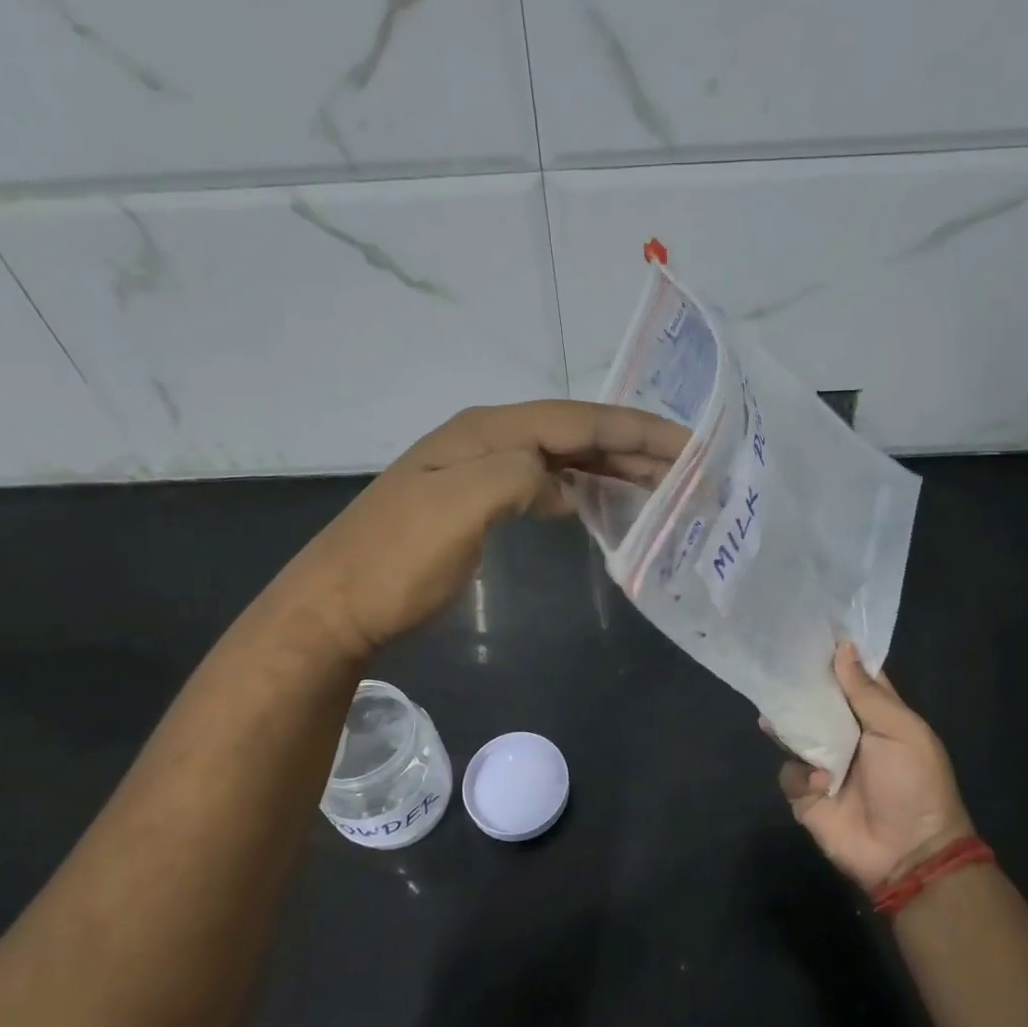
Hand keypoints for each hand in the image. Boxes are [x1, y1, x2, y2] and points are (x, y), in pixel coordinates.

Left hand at [278, 401, 688, 656]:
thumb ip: (519, 476)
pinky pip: (544, 486)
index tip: (689, 445)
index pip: (577, 420)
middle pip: (575, 434)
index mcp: (486, 431)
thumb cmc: (396, 559)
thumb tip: (560, 482)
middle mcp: (488, 441)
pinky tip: (598, 504)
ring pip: (562, 459)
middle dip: (633, 447)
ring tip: (660, 484)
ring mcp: (480, 473)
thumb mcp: (458, 507)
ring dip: (612, 468)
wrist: (337, 606)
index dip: (636, 430)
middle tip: (689, 468)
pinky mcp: (477, 505)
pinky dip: (580, 491)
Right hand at [779, 644, 972, 892]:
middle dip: (798, 687)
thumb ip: (867, 693)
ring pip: (794, 733)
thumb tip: (842, 648)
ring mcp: (824, 764)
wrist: (908, 854)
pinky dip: (801, 776)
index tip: (809, 629)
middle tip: (774, 665)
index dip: (835, 655)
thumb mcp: (900, 732)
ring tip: (772, 714)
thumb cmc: (913, 785)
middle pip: (816, 702)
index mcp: (876, 717)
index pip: (852, 678)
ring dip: (787, 725)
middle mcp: (847, 735)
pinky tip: (820, 783)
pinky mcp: (806, 794)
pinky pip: (789, 773)